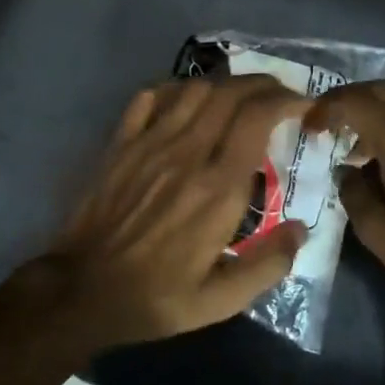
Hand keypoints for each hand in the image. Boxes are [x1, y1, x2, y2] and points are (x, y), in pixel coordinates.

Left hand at [44, 74, 308, 347]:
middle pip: (230, 93)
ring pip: (194, 89)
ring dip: (225, 84)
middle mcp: (186, 154)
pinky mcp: (121, 143)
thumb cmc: (156, 297)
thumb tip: (301, 230)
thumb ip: (267, 265)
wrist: (82, 291)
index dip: (285, 101)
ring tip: (241, 95)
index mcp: (217, 189)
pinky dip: (176, 88)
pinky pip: (150, 97)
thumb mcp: (220, 301)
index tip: (302, 106)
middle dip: (263, 84)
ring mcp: (149, 143)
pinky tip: (188, 99)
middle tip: (280, 94)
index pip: (256, 118)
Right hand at [305, 82, 384, 322]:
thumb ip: (353, 191)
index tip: (307, 128)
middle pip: (381, 91)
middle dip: (346, 99)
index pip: (357, 103)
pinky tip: (379, 159)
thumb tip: (346, 170)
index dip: (326, 109)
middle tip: (322, 122)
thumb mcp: (377, 231)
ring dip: (370, 113)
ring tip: (348, 145)